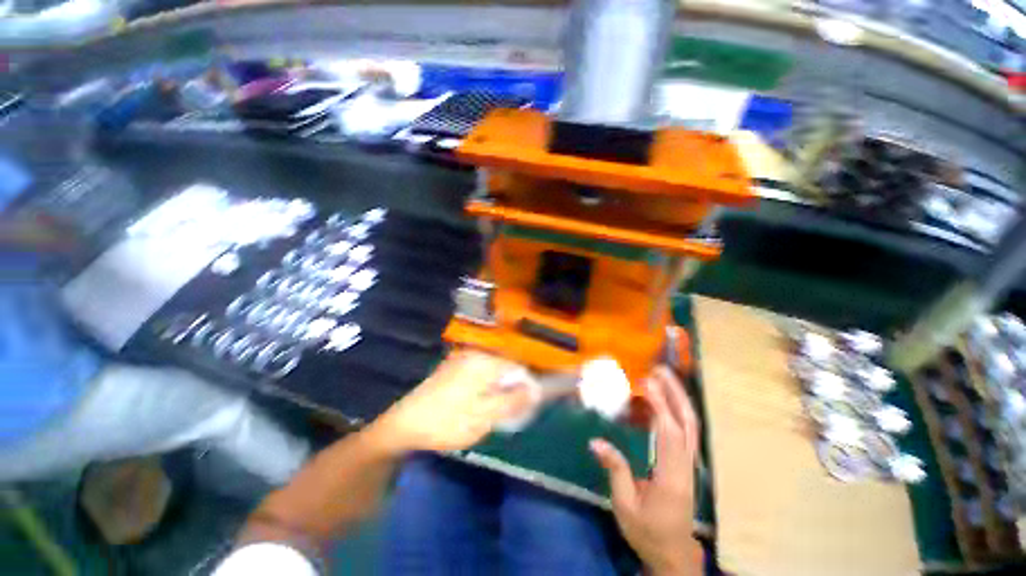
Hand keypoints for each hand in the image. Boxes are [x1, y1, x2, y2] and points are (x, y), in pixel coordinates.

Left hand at [370, 349, 530, 453]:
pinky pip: (480, 376)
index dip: (525, 388)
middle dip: (510, 392)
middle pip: (505, 370)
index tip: (523, 409)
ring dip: (498, 392)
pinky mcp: (454, 368)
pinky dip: (485, 390)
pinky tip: (476, 407)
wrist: (404, 424)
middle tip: (506, 415)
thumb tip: (537, 391)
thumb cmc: (447, 421)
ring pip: (493, 375)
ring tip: (491, 414)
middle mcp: (475, 355)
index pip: (518, 369)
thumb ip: (513, 401)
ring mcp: (463, 360)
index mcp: (484, 363)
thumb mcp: (484, 416)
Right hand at [590, 366, 699, 575]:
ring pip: (690, 425)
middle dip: (675, 393)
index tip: (646, 382)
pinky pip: (684, 431)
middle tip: (659, 370)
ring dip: (678, 397)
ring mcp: (689, 464)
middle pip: (688, 423)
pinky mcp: (686, 463)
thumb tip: (596, 442)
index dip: (659, 404)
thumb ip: (615, 471)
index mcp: (671, 477)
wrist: (674, 553)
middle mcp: (685, 466)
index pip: (669, 433)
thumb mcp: (625, 506)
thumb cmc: (647, 532)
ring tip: (662, 377)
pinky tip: (662, 400)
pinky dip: (675, 410)